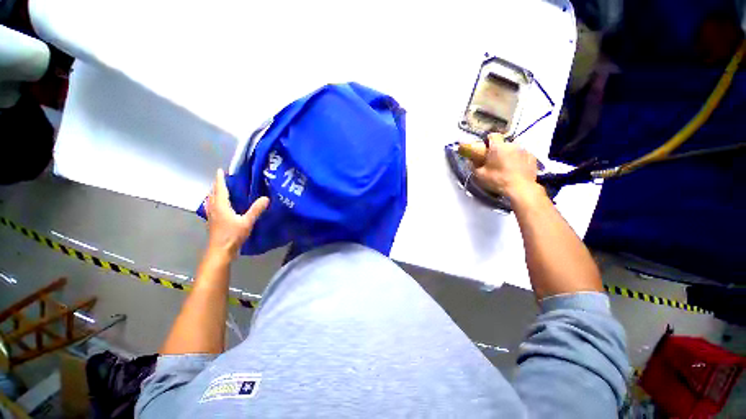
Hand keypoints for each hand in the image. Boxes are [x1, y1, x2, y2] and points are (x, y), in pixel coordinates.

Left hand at [205, 168, 268, 258]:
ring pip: (212, 200)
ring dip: (216, 193)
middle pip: (213, 193)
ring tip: (223, 190)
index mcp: (221, 206)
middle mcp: (214, 208)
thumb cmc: (232, 235)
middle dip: (218, 185)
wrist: (220, 251)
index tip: (221, 170)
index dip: (220, 179)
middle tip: (225, 179)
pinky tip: (222, 205)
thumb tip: (266, 198)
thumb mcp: (247, 222)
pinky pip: (213, 206)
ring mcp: (212, 216)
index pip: (220, 189)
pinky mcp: (213, 222)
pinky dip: (216, 201)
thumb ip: (256, 210)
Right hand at [474, 134, 539, 199]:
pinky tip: (516, 169)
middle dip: (498, 150)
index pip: (493, 135)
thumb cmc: (498, 180)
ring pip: (513, 149)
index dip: (488, 140)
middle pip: (503, 143)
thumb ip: (474, 166)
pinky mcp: (533, 157)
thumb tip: (470, 161)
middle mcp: (512, 145)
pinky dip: (519, 159)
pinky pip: (523, 155)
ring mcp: (524, 150)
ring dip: (509, 154)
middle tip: (494, 161)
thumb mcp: (480, 175)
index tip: (485, 148)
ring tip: (506, 166)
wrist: (521, 188)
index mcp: (498, 147)